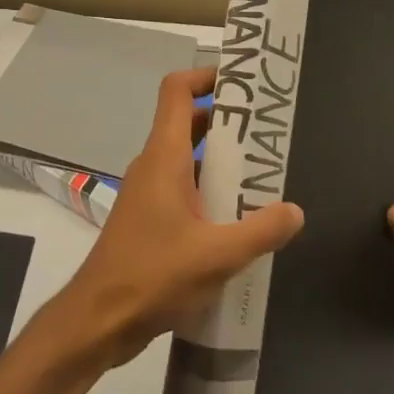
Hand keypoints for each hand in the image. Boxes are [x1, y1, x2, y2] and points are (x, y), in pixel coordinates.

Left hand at [44, 67, 303, 369]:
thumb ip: (260, 230)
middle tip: (271, 134)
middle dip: (229, 123)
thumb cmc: (153, 275)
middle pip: (189, 124)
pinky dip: (211, 193)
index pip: (176, 91)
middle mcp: (154, 165)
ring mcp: (148, 193)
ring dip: (223, 163)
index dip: (205, 76)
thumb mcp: (218, 255)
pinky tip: (240, 221)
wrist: (99, 318)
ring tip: (266, 176)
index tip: (243, 82)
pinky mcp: (149, 220)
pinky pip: (184, 190)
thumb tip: (294, 210)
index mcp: (165, 157)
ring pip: (189, 161)